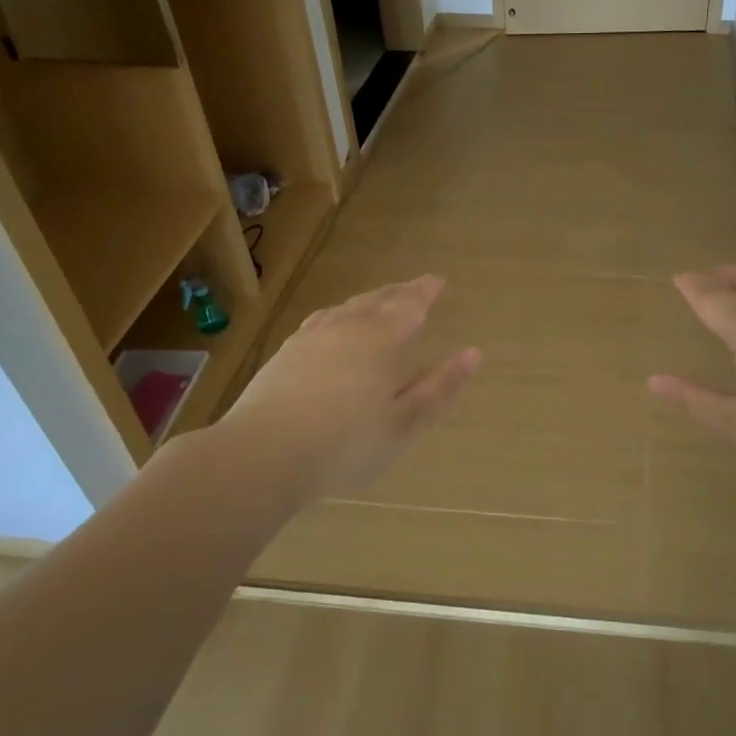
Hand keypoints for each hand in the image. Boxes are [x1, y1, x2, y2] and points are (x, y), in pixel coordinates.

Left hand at [218, 275, 480, 504]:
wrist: (262, 455)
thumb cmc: (346, 444)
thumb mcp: (404, 422)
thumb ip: (439, 387)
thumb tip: (473, 353)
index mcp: (380, 340)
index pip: (409, 305)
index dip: (425, 291)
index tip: (439, 280)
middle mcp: (346, 328)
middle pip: (377, 300)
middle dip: (399, 292)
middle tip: (415, 287)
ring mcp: (309, 339)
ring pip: (345, 307)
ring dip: (368, 300)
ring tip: (378, 301)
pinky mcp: (284, 355)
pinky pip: (319, 321)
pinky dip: (337, 315)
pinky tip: (331, 326)